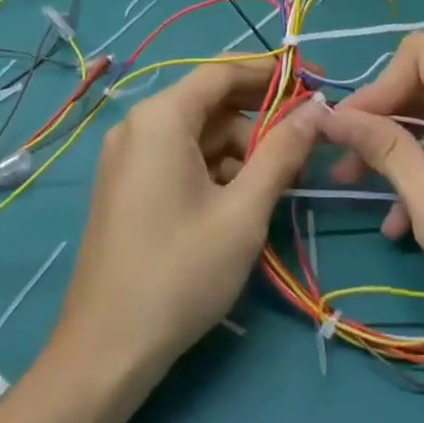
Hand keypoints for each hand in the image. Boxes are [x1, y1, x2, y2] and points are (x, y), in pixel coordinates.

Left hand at [51, 58, 322, 376]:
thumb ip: (283, 151)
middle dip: (260, 118)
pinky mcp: (127, 186)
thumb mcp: (244, 211)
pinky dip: (215, 169)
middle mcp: (138, 126)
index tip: (316, 82)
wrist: (106, 350)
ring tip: (281, 181)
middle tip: (307, 140)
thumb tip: (316, 108)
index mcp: (161, 118)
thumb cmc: (181, 272)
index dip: (273, 72)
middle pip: (210, 103)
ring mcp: (127, 157)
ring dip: (241, 149)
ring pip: (198, 134)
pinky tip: (243, 199)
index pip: (223, 72)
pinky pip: (179, 158)